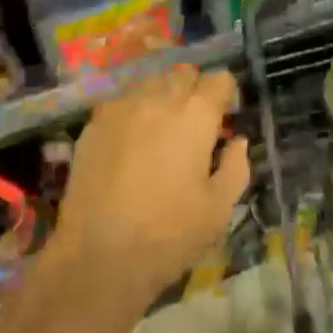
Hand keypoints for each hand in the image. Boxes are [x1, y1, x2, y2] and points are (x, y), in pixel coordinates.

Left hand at [43, 65, 249, 308]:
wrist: (97, 257)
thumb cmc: (168, 236)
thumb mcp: (218, 211)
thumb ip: (236, 168)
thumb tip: (238, 142)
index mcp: (196, 115)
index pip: (219, 79)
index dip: (225, 95)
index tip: (223, 117)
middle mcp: (161, 98)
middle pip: (184, 75)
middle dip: (193, 91)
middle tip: (192, 124)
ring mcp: (124, 106)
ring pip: (151, 83)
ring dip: (162, 97)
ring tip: (159, 129)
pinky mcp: (95, 122)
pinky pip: (122, 102)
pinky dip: (132, 113)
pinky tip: (128, 142)